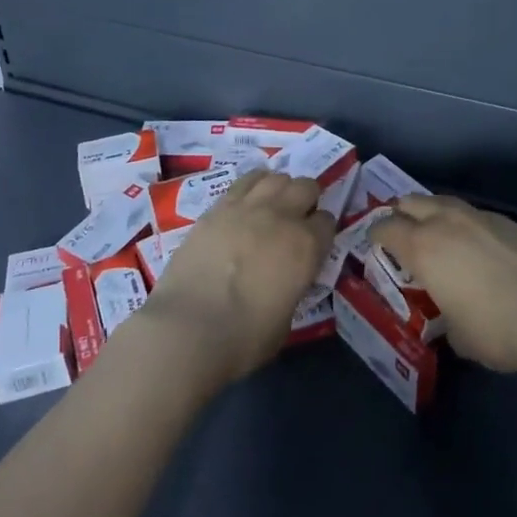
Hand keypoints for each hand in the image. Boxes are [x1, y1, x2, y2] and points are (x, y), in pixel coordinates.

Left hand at [132, 169, 335, 387]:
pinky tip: (249, 198)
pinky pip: (245, 181)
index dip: (322, 232)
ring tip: (273, 206)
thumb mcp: (286, 319)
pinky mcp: (218, 206)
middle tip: (297, 219)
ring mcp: (248, 207)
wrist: (188, 329)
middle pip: (306, 187)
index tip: (315, 243)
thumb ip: (293, 286)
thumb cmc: (243, 339)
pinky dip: (254, 184)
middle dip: (307, 200)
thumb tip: (286, 278)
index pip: (328, 222)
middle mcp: (282, 217)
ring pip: (276, 177)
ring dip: (281, 188)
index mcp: (306, 247)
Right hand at [369, 195, 516, 375]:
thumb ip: (445, 316)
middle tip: (401, 233)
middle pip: (411, 202)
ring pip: (444, 202)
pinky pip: (476, 215)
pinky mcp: (509, 221)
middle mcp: (446, 222)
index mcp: (423, 247)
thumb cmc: (496, 328)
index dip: (376, 236)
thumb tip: (452, 315)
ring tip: (438, 234)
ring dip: (434, 213)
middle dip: (401, 214)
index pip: (385, 228)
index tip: (375, 246)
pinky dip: (467, 226)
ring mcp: (479, 216)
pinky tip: (479, 247)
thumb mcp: (458, 336)